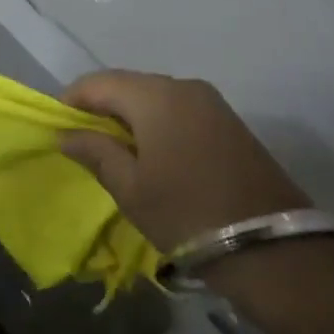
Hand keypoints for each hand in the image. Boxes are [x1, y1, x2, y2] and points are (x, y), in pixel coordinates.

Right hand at [60, 72, 309, 251]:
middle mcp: (183, 86)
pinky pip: (179, 109)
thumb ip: (94, 151)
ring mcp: (211, 102)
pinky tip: (152, 154)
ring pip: (154, 97)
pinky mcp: (229, 122)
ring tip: (116, 151)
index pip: (97, 83)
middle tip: (84, 142)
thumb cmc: (187, 213)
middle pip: (127, 85)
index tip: (59, 129)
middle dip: (101, 108)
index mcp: (154, 95)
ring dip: (130, 116)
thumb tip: (65, 134)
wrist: (274, 251)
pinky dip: (157, 123)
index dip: (71, 102)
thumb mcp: (130, 187)